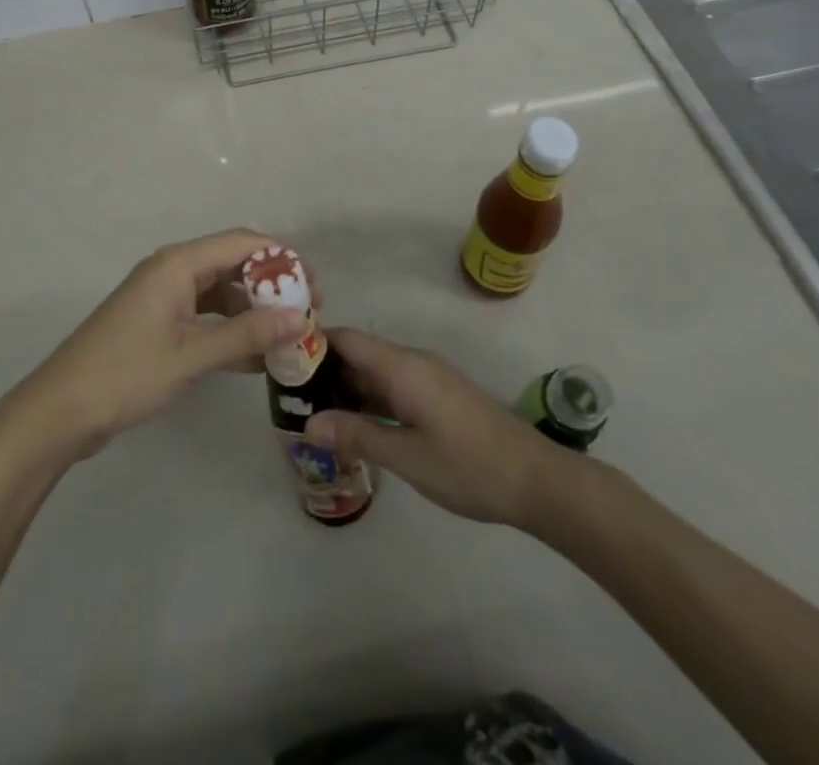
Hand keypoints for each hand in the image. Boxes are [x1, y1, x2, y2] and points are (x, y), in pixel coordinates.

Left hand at [9, 229, 308, 460]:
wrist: (60, 411)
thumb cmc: (126, 373)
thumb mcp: (192, 355)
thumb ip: (247, 334)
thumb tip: (300, 318)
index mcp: (179, 263)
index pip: (243, 243)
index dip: (283, 259)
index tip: (314, 288)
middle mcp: (173, 270)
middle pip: (233, 264)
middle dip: (272, 286)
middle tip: (306, 315)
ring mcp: (164, 297)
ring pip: (221, 292)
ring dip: (253, 310)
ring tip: (287, 338)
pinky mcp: (158, 323)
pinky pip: (205, 315)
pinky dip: (230, 330)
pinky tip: (254, 358)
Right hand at [306, 328, 559, 528]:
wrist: (536, 480)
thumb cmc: (468, 466)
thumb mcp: (407, 456)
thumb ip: (357, 435)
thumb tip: (309, 423)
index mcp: (403, 366)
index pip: (347, 338)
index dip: (314, 342)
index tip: (282, 360)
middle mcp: (413, 362)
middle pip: (360, 353)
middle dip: (325, 370)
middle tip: (290, 397)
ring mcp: (429, 378)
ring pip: (376, 372)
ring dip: (347, 388)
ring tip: (314, 413)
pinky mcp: (440, 396)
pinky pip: (394, 386)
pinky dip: (370, 399)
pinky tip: (355, 425)